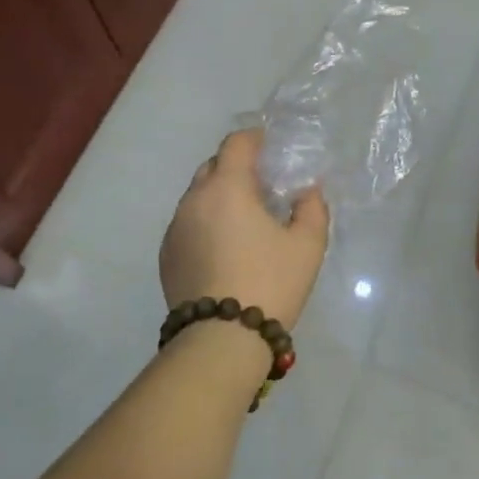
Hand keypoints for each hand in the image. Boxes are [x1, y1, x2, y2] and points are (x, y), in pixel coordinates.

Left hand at [160, 128, 328, 326]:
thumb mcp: (308, 245)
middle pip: (213, 167)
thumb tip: (306, 191)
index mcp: (227, 188)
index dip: (255, 139)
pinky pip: (187, 224)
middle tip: (262, 186)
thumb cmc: (271, 283)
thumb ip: (311, 208)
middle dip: (236, 168)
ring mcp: (174, 229)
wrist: (221, 340)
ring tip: (244, 221)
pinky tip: (224, 249)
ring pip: (197, 197)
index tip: (271, 147)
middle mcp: (193, 200)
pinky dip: (205, 223)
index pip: (236, 144)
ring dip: (219, 197)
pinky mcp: (166, 256)